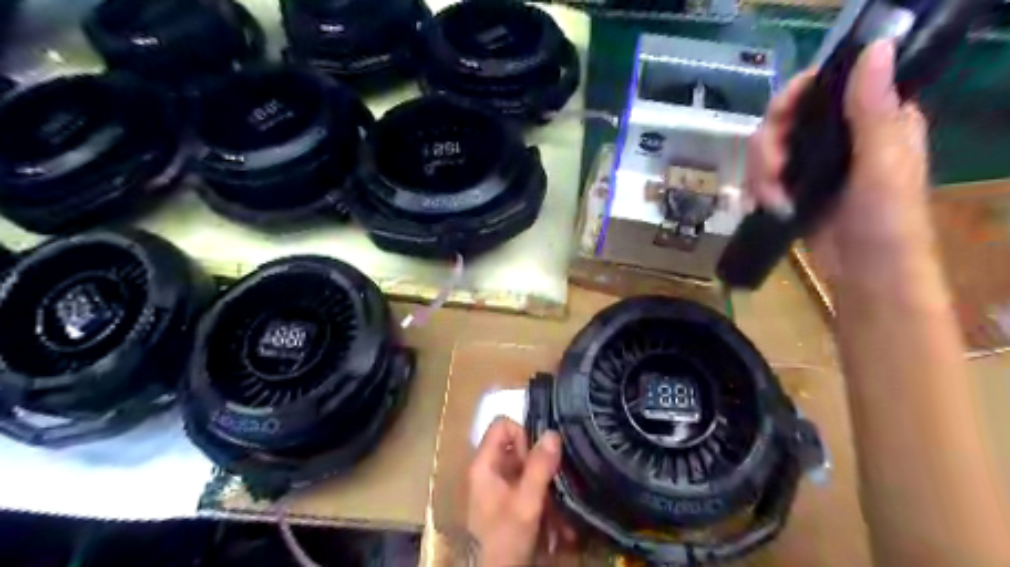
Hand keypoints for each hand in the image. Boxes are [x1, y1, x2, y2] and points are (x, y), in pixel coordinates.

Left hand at [467, 416, 571, 566]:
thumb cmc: (503, 539)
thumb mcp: (525, 503)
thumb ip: (539, 467)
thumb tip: (553, 432)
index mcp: (485, 463)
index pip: (503, 426)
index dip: (523, 434)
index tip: (539, 457)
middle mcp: (490, 470)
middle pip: (518, 448)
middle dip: (542, 465)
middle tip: (557, 483)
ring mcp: (499, 488)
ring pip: (528, 471)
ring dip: (548, 487)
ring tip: (562, 511)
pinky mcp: (509, 504)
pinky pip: (530, 491)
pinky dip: (544, 502)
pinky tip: (559, 527)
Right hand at [749, 38, 929, 279]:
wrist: (864, 274)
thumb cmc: (886, 221)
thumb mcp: (883, 164)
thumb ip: (872, 112)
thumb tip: (875, 47)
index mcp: (872, 120)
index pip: (825, 87)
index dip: (796, 94)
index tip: (780, 118)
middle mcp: (839, 136)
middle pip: (784, 120)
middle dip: (769, 148)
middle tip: (772, 174)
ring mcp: (812, 165)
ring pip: (767, 150)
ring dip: (760, 175)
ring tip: (771, 202)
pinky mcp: (794, 190)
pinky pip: (762, 177)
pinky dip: (756, 190)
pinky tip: (762, 207)